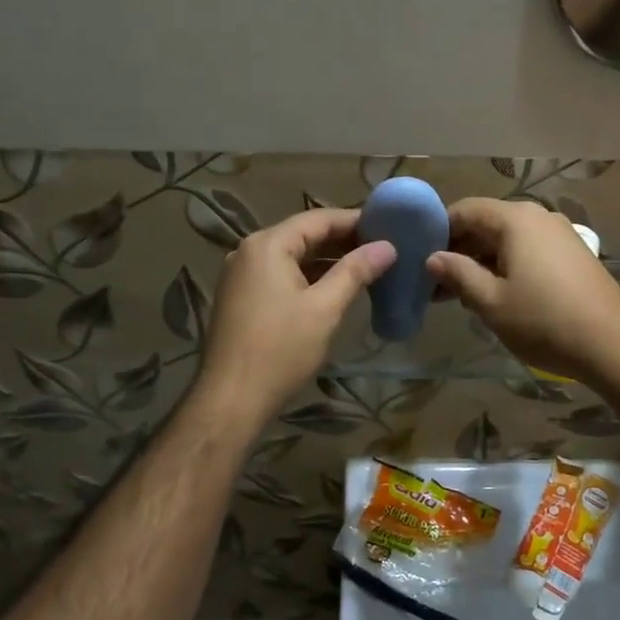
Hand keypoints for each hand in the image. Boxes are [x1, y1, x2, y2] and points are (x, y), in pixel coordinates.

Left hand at [197, 208, 395, 426]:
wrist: (231, 400)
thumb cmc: (280, 350)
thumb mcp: (324, 308)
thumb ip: (356, 271)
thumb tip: (387, 247)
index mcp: (268, 245)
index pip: (318, 219)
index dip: (355, 221)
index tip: (389, 227)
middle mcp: (249, 251)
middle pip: (303, 235)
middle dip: (342, 241)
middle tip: (382, 249)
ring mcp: (240, 275)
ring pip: (291, 257)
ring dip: (326, 261)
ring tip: (366, 267)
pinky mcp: (240, 298)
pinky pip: (279, 275)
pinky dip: (307, 277)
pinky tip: (333, 288)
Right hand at [426, 198, 619, 386]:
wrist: (614, 345)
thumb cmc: (544, 321)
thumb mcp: (491, 302)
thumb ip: (458, 274)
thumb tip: (433, 258)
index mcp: (515, 219)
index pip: (464, 210)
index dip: (438, 231)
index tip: (419, 258)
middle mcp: (538, 216)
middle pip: (486, 222)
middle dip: (459, 249)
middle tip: (436, 283)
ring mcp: (559, 234)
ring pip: (507, 238)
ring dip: (481, 260)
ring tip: (461, 294)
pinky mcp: (572, 253)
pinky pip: (528, 249)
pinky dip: (506, 265)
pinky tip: (496, 294)